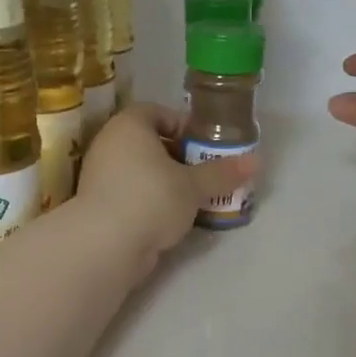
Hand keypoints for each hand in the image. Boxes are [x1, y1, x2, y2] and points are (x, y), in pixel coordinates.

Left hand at [75, 104, 256, 264]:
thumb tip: (257, 162)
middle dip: (178, 157)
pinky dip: (149, 201)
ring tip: (192, 199)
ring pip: (139, 170)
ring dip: (165, 182)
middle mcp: (109, 144)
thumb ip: (223, 173)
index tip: (204, 146)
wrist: (106, 244)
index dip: (183, 126)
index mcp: (129, 125)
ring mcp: (99, 175)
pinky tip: (170, 219)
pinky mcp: (98, 204)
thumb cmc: (152, 198)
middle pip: (149, 142)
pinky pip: (130, 193)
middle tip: (204, 173)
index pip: (157, 112)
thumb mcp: (194, 186)